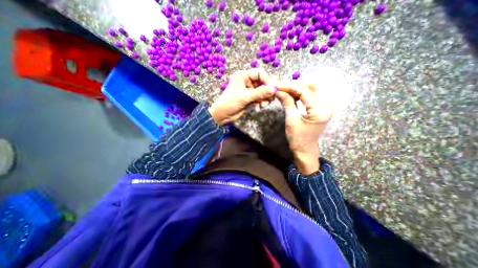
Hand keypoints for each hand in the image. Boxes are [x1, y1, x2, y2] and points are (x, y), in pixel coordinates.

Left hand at [210, 70, 276, 124]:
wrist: (222, 115)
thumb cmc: (231, 102)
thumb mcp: (245, 96)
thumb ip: (260, 92)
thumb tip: (274, 89)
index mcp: (243, 76)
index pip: (259, 73)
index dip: (267, 80)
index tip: (272, 89)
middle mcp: (246, 81)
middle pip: (262, 83)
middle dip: (266, 91)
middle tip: (270, 99)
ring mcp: (248, 90)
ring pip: (262, 91)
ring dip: (265, 98)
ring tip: (263, 105)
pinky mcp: (250, 98)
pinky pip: (259, 98)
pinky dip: (261, 102)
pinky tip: (259, 107)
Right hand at [275, 80, 332, 173]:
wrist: (305, 149)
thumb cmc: (297, 138)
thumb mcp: (291, 120)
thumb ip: (287, 103)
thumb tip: (278, 90)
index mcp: (320, 111)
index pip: (305, 92)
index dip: (290, 87)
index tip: (278, 85)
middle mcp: (327, 106)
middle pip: (312, 86)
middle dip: (295, 84)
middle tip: (281, 85)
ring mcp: (326, 106)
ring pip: (313, 89)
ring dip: (298, 87)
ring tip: (285, 89)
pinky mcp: (322, 107)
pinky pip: (313, 95)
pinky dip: (302, 93)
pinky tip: (293, 94)